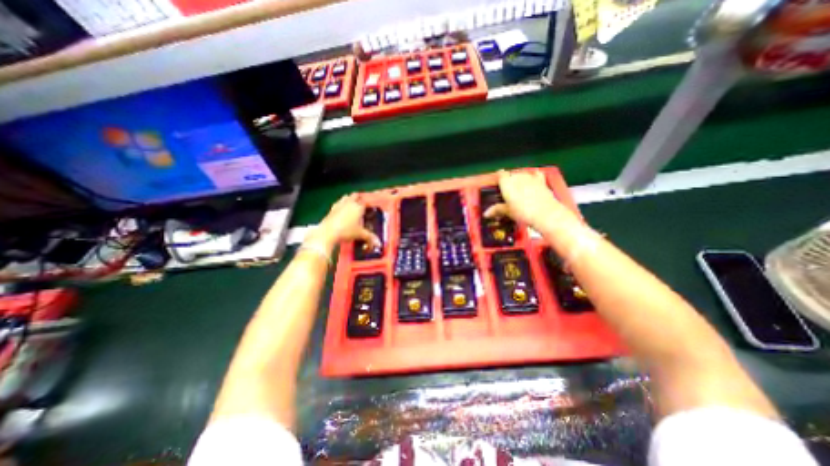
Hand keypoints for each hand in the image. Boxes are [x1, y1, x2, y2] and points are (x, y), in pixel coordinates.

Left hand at [305, 193, 379, 248]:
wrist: (328, 233)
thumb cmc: (346, 231)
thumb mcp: (360, 234)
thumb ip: (370, 237)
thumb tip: (379, 243)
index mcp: (358, 207)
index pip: (365, 202)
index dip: (368, 204)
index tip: (370, 208)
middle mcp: (349, 203)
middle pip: (355, 195)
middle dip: (359, 198)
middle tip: (361, 204)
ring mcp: (339, 205)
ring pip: (346, 197)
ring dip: (349, 199)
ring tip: (352, 205)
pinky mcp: (331, 209)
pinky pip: (338, 203)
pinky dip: (341, 204)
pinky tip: (341, 210)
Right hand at [481, 169, 578, 230]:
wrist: (545, 213)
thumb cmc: (524, 211)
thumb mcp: (507, 211)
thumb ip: (496, 209)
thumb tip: (487, 212)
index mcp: (507, 182)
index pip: (500, 174)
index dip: (498, 179)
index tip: (497, 184)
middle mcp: (518, 176)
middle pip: (511, 174)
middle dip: (509, 181)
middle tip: (507, 192)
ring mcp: (531, 177)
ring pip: (522, 174)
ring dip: (519, 179)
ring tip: (518, 190)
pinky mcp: (542, 181)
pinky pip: (535, 175)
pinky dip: (533, 178)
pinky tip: (532, 183)